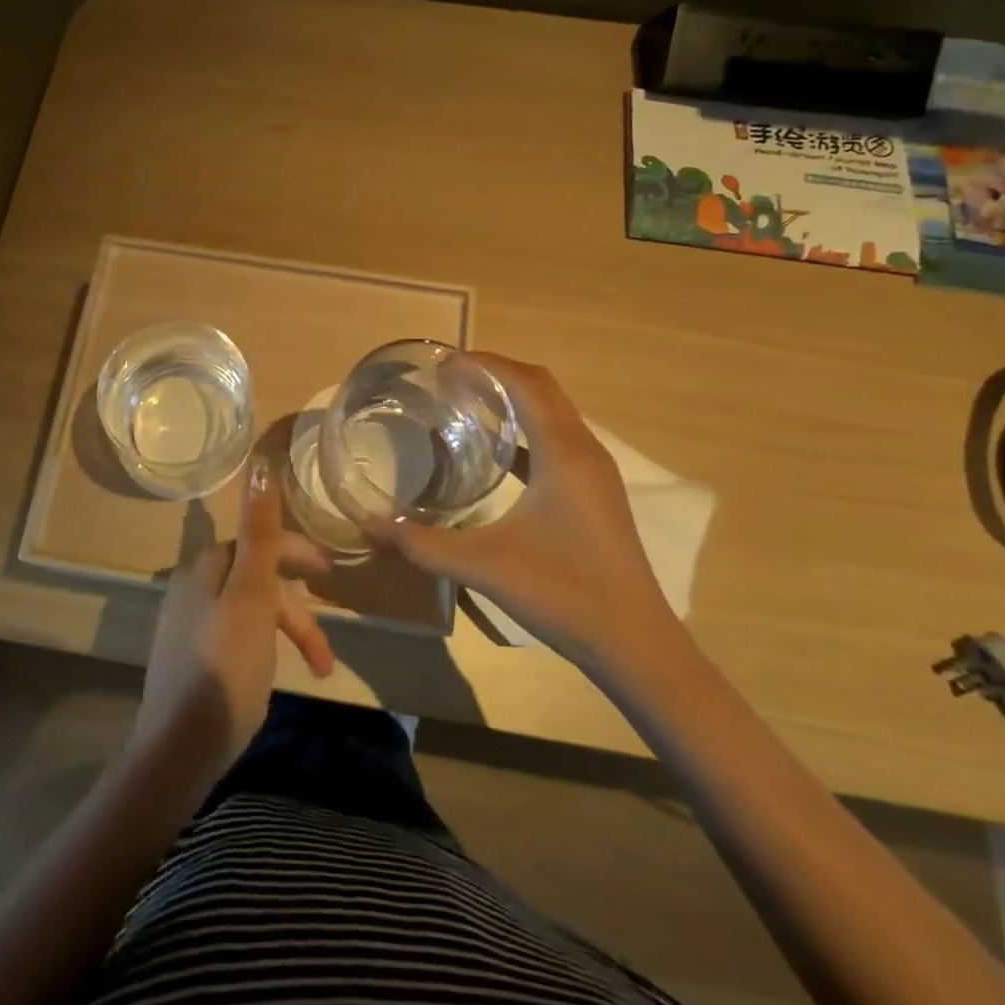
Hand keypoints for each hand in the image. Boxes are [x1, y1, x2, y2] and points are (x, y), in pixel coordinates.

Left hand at [129, 454, 337, 793]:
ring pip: (251, 610)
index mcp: (205, 566)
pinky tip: (276, 670)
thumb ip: (260, 532)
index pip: (257, 540)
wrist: (181, 747)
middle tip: (325, 645)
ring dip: (287, 632)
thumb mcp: (252, 594)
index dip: (296, 552)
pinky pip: (237, 634)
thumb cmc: (226, 665)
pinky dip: (265, 646)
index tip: (330, 573)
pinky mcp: (190, 657)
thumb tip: (261, 464)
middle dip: (297, 608)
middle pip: (257, 579)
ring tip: (317, 668)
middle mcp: (192, 586)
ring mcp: (187, 623)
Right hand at [373, 353, 680, 671]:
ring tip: (467, 403)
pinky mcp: (595, 493)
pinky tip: (495, 453)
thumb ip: (422, 543)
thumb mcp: (483, 565)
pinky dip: (526, 430)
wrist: (635, 644)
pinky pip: (558, 440)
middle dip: (498, 372)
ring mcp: (594, 473)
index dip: (486, 363)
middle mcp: (584, 450)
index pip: (525, 383)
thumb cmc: (563, 593)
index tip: (444, 360)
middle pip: (543, 387)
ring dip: (515, 398)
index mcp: (562, 452)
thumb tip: (370, 524)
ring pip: (554, 412)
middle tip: (450, 377)